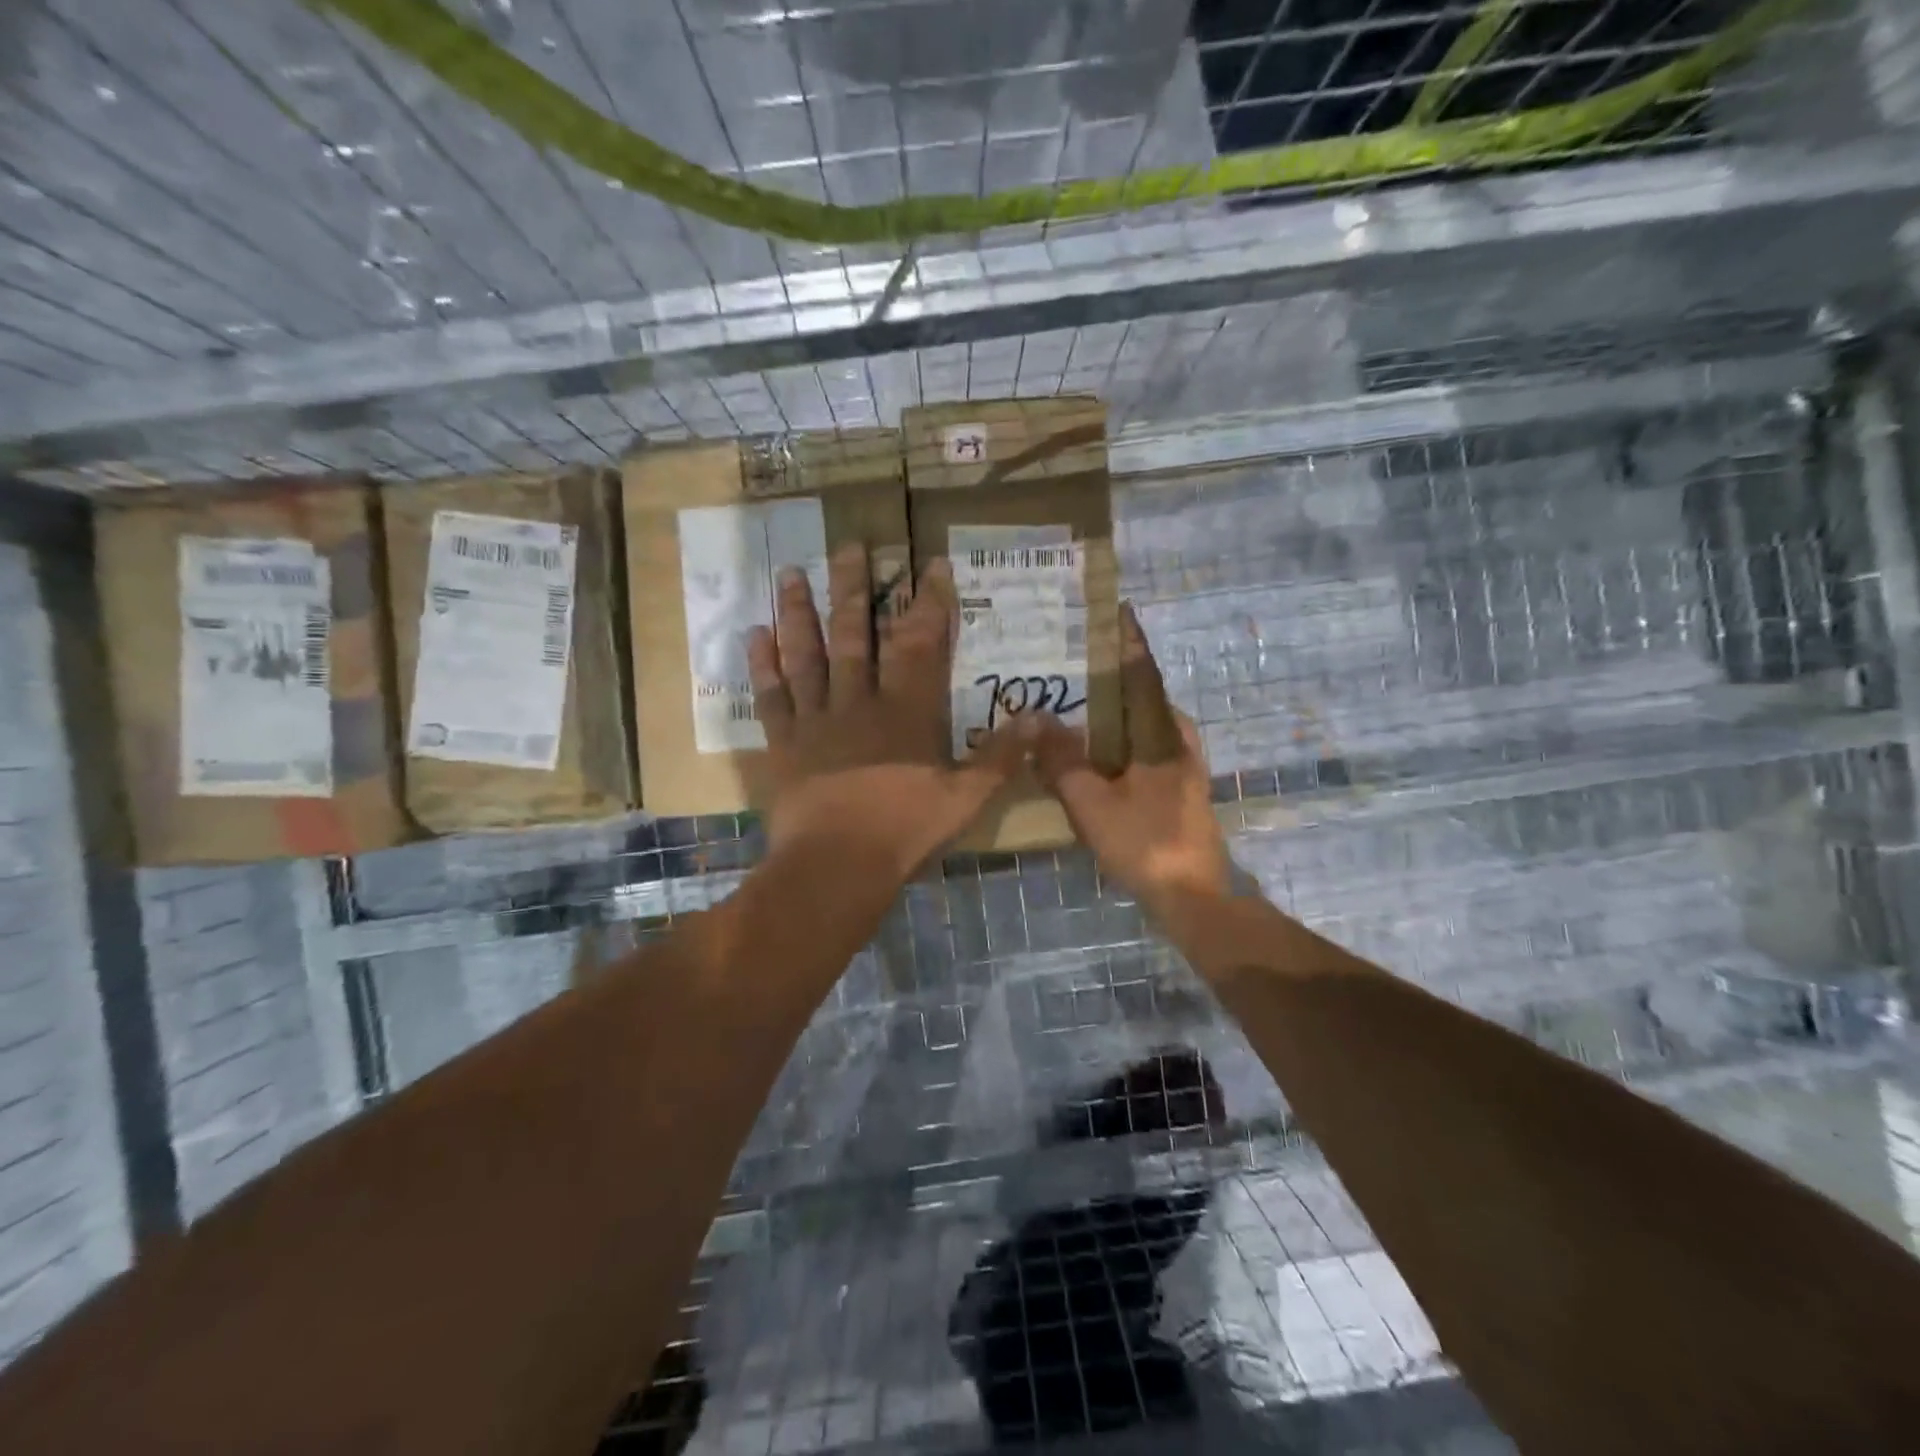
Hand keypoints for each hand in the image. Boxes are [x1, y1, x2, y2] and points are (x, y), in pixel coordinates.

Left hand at [746, 543, 1029, 879]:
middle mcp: (858, 702)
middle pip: (856, 635)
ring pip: (807, 654)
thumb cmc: (905, 830)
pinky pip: (771, 695)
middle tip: (850, 545)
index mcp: (905, 712)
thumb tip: (1041, 717)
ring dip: (799, 612)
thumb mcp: (967, 798)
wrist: (837, 865)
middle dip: (855, 588)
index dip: (928, 603)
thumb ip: (1001, 756)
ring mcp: (816, 719)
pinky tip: (754, 633)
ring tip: (790, 572)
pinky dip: (762, 664)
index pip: (920, 644)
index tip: (929, 564)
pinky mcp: (784, 742)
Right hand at [1034, 603, 1233, 915]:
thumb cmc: (1144, 842)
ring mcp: (1181, 767)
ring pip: (1144, 726)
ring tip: (1077, 706)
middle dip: (1115, 677)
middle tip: (1078, 665)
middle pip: (1144, 697)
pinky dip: (1119, 742)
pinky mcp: (1177, 790)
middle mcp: (1177, 741)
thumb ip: (1061, 760)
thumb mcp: (1091, 802)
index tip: (1118, 611)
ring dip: (1115, 713)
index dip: (1129, 642)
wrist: (1192, 896)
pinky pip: (1143, 750)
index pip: (1143, 674)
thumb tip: (1036, 717)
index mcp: (1162, 734)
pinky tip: (1094, 755)